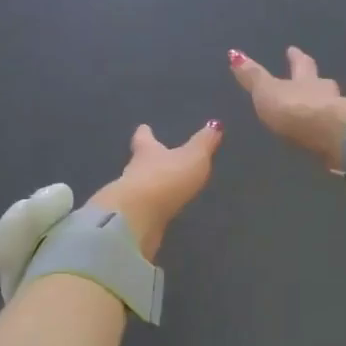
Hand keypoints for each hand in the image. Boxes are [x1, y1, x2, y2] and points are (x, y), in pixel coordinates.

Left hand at [87, 120, 223, 256]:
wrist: (137, 218)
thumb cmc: (166, 178)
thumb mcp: (193, 157)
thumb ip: (204, 143)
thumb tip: (215, 124)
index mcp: (147, 152)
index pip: (144, 139)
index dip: (145, 133)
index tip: (144, 128)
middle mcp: (134, 171)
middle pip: (139, 163)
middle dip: (147, 161)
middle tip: (155, 159)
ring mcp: (131, 198)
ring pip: (140, 188)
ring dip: (149, 188)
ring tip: (162, 190)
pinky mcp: (133, 220)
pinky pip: (142, 212)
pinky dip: (149, 211)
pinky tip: (157, 215)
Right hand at [228, 47, 345, 170]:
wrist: (329, 135)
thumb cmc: (294, 108)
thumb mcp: (267, 91)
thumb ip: (253, 76)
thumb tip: (235, 53)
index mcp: (306, 79)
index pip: (300, 64)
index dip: (295, 56)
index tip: (293, 49)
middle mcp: (324, 92)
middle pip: (320, 82)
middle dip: (314, 79)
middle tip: (313, 77)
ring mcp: (337, 114)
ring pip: (330, 104)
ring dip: (323, 104)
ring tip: (317, 108)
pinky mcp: (342, 136)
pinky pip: (333, 128)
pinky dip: (327, 128)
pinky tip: (323, 134)